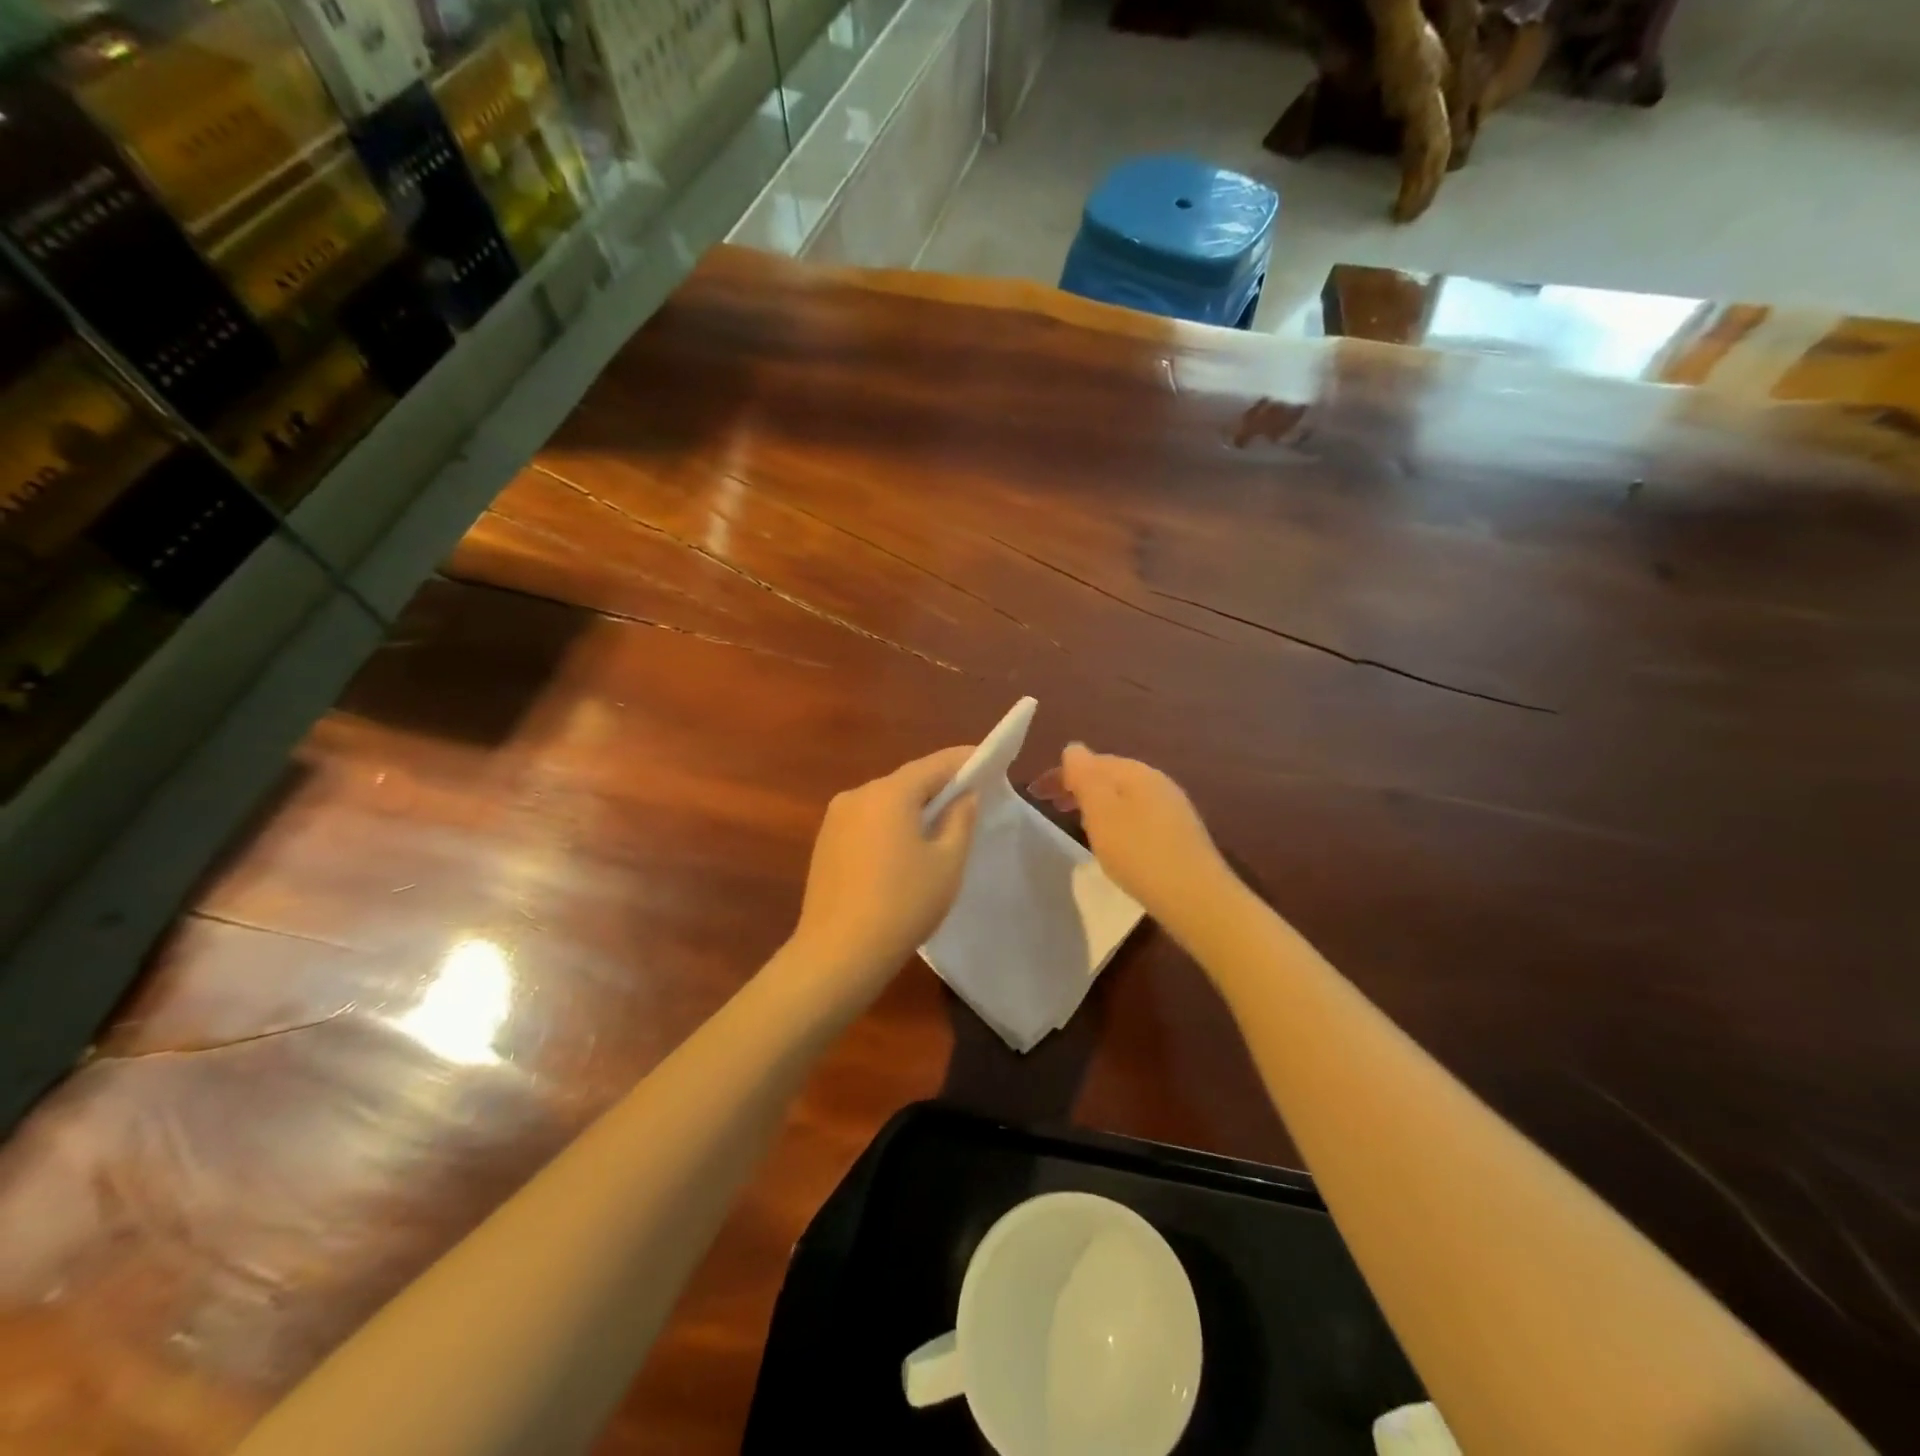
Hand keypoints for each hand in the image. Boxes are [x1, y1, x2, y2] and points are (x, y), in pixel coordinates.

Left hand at [787, 747, 978, 998]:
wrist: (838, 954)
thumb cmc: (903, 905)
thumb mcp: (947, 863)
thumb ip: (960, 820)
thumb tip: (964, 796)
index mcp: (889, 793)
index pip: (934, 764)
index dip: (964, 761)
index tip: (989, 760)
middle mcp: (857, 794)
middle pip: (907, 782)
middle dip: (938, 786)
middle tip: (970, 796)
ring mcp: (835, 819)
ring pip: (885, 802)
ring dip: (912, 808)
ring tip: (940, 826)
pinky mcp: (824, 843)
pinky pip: (867, 822)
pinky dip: (890, 825)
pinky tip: (904, 849)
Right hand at [1030, 744, 1225, 923]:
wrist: (1196, 898)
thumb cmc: (1139, 852)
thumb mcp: (1101, 812)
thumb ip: (1084, 777)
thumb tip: (1073, 749)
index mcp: (1136, 772)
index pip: (1091, 761)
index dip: (1060, 774)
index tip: (1035, 793)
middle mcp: (1157, 782)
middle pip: (1109, 776)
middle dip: (1078, 786)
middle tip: (1051, 806)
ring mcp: (1172, 807)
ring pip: (1124, 796)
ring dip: (1096, 803)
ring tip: (1076, 821)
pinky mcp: (1179, 834)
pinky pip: (1137, 814)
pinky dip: (1115, 819)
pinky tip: (1113, 840)